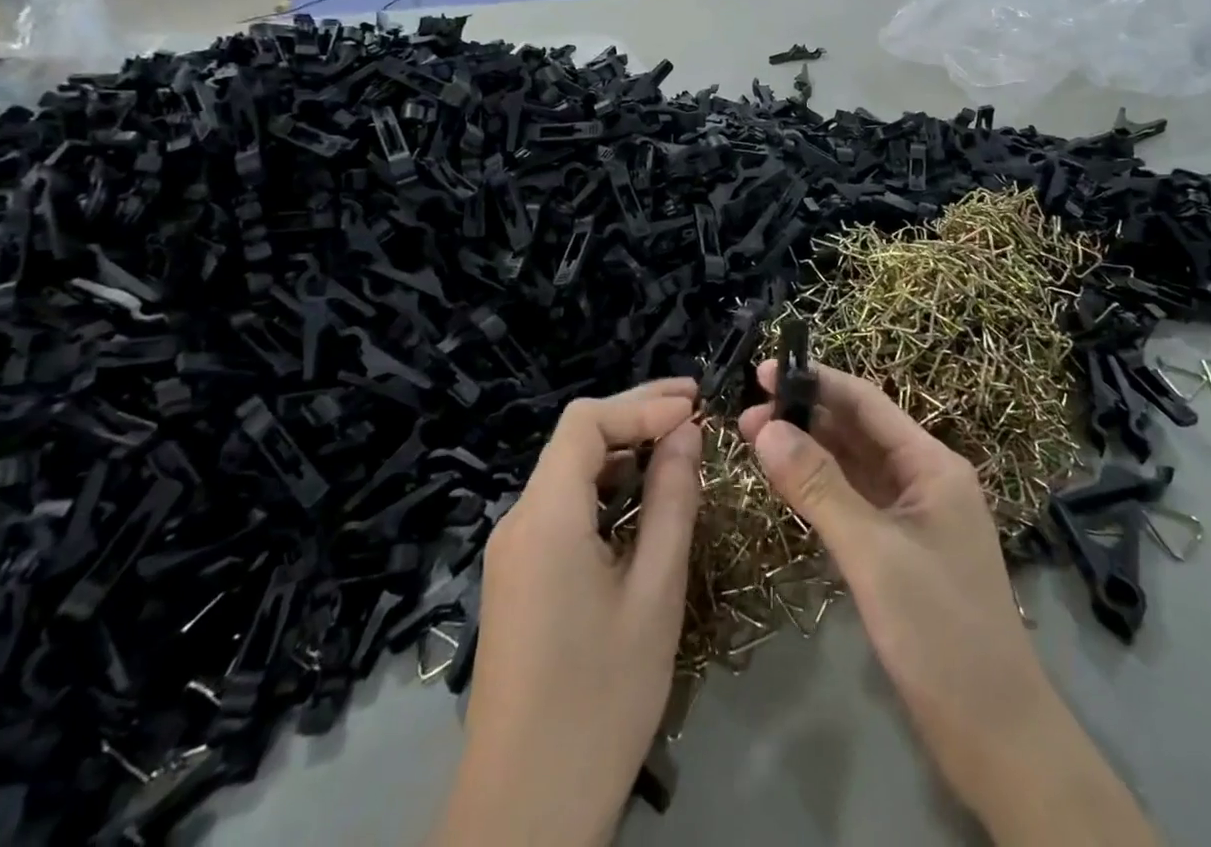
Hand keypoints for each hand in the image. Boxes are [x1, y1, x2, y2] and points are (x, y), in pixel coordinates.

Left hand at [437, 379, 700, 846]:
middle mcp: (519, 519)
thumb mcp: (655, 594)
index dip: (643, 404)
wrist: (523, 814)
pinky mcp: (519, 576)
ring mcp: (513, 550)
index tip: (697, 408)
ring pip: (569, 471)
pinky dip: (606, 487)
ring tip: (680, 446)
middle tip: (697, 409)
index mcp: (545, 517)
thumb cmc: (600, 700)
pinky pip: (563, 507)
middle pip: (575, 439)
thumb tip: (687, 432)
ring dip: (624, 450)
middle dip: (636, 416)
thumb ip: (672, 501)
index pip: (586, 421)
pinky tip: (643, 500)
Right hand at [740, 363, 1154, 845]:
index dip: (815, 382)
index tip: (762, 373)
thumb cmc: (940, 631)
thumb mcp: (873, 553)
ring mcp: (914, 516)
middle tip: (746, 413)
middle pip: (858, 430)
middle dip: (804, 416)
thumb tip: (766, 427)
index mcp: (932, 464)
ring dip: (808, 451)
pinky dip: (821, 488)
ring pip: (854, 466)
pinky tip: (788, 484)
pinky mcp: (901, 550)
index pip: (867, 402)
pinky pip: (855, 501)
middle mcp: (925, 479)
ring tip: (754, 440)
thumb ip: (819, 486)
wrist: (996, 737)